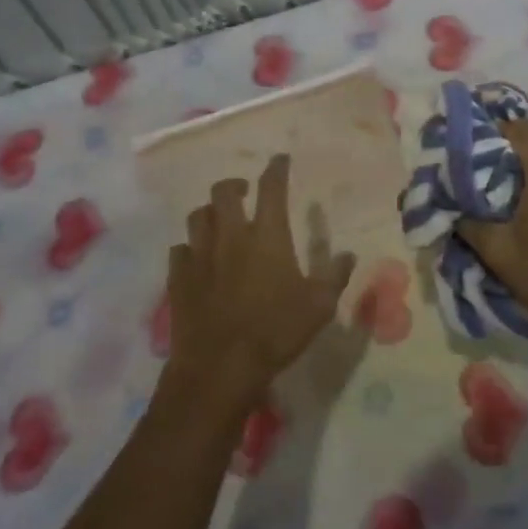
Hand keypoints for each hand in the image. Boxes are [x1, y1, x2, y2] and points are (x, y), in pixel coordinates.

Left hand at [165, 154, 355, 410]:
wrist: (220, 367)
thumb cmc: (276, 332)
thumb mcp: (319, 307)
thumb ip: (335, 276)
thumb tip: (349, 254)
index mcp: (267, 237)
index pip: (271, 189)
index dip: (276, 169)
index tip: (279, 161)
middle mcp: (231, 236)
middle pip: (224, 192)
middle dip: (235, 185)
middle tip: (244, 191)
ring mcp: (200, 256)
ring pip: (198, 216)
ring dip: (210, 212)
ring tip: (219, 220)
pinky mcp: (178, 278)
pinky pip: (180, 250)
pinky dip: (190, 247)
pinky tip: (197, 258)